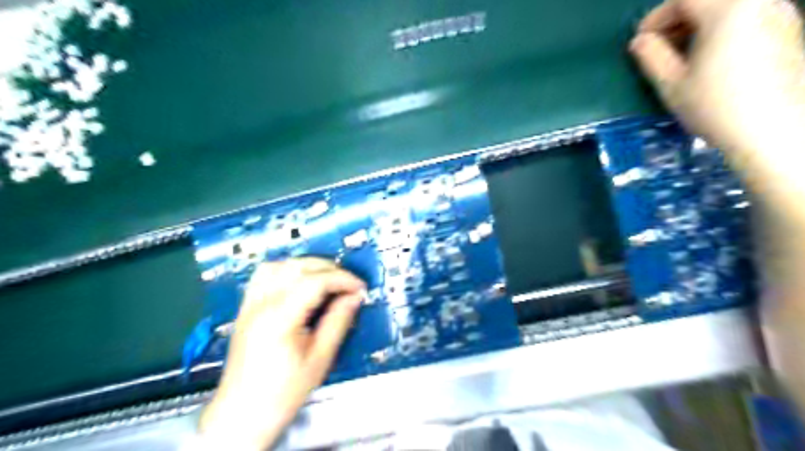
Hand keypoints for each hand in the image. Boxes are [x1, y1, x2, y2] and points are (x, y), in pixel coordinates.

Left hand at [197, 259, 364, 448]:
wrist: (242, 414)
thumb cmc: (283, 392)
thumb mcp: (320, 359)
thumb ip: (338, 322)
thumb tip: (355, 296)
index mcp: (280, 318)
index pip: (315, 282)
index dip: (342, 279)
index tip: (360, 288)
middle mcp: (261, 304)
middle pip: (297, 267)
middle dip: (328, 268)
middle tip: (348, 284)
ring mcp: (250, 304)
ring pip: (279, 265)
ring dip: (306, 265)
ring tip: (326, 279)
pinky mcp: (246, 308)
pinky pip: (263, 275)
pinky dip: (285, 270)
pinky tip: (299, 281)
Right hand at [629, 0, 804, 200]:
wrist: (774, 131)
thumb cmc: (715, 106)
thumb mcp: (672, 84)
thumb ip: (651, 56)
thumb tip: (639, 42)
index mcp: (728, 9)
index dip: (655, 18)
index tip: (640, 44)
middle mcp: (760, 2)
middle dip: (677, 19)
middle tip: (658, 49)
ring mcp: (781, 13)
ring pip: (729, 7)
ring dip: (699, 24)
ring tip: (683, 56)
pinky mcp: (790, 30)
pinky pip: (748, 16)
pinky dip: (722, 29)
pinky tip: (712, 59)